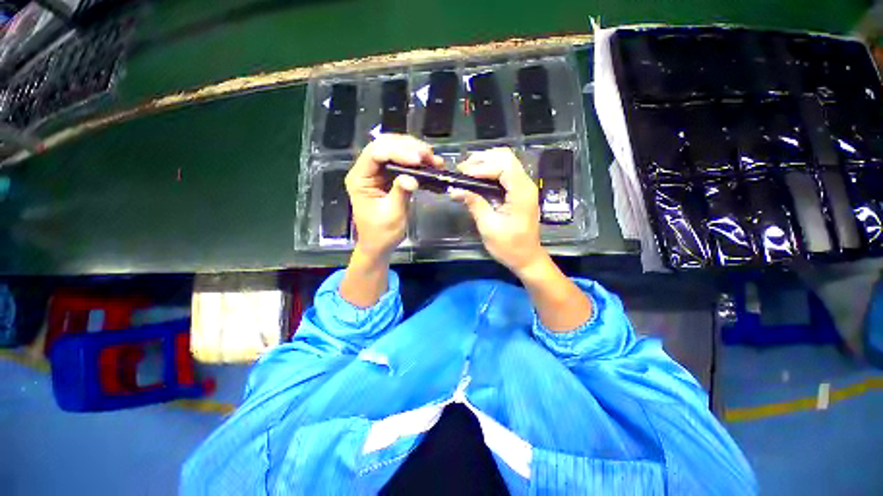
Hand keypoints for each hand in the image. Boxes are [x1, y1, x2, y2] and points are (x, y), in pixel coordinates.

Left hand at [346, 134, 442, 260]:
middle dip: (408, 147)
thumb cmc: (381, 233)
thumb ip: (400, 193)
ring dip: (414, 151)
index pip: (375, 154)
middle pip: (384, 145)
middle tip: (428, 155)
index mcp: (359, 179)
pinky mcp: (388, 177)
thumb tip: (413, 178)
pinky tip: (429, 163)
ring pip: (394, 149)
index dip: (397, 152)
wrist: (379, 245)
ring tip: (432, 158)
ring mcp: (377, 173)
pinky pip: (401, 162)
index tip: (417, 159)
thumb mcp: (392, 215)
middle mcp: (366, 171)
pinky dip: (416, 161)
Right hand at [449, 148, 545, 273]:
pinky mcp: (520, 192)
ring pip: (506, 162)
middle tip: (462, 169)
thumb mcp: (489, 226)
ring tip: (467, 171)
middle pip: (505, 156)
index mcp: (521, 191)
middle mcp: (526, 184)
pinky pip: (506, 173)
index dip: (480, 166)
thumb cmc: (509, 246)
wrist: (527, 258)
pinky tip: (477, 178)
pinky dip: (490, 171)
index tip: (461, 174)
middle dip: (482, 159)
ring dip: (486, 163)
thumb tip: (455, 190)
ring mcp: (524, 187)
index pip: (502, 165)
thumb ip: (474, 204)